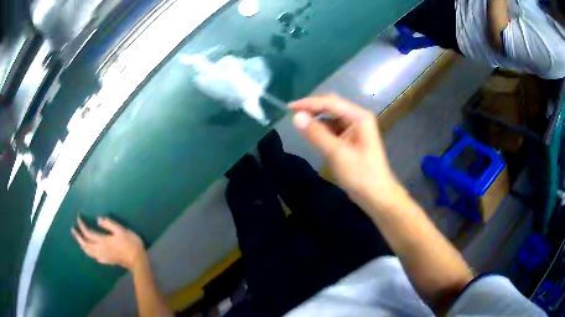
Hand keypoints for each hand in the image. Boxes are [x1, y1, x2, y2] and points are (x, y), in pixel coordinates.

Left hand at [72, 216, 146, 270]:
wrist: (138, 261)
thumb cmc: (130, 243)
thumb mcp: (121, 230)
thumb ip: (109, 224)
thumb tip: (97, 220)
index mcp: (103, 240)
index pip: (88, 233)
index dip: (82, 225)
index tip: (78, 217)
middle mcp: (100, 249)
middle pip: (85, 244)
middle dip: (78, 236)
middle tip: (73, 229)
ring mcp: (103, 256)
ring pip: (88, 252)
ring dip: (82, 245)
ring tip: (78, 240)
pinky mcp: (107, 260)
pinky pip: (94, 257)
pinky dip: (89, 253)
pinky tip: (90, 252)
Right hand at [290, 95, 400, 203]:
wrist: (376, 195)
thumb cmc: (360, 175)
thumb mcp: (337, 153)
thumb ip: (317, 134)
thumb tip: (296, 117)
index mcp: (359, 117)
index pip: (331, 102)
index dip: (309, 103)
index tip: (289, 108)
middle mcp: (357, 118)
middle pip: (332, 106)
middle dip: (312, 109)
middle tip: (293, 115)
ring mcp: (355, 129)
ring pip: (331, 118)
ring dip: (316, 120)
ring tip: (300, 126)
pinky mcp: (350, 139)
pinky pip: (333, 129)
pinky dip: (321, 131)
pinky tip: (312, 136)